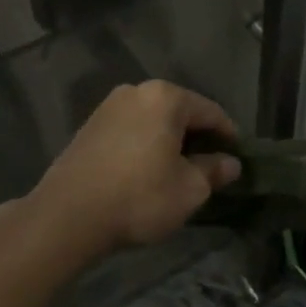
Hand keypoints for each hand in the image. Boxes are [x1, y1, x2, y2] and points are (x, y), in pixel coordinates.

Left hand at [29, 81, 241, 252]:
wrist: (67, 215)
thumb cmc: (139, 197)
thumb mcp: (189, 190)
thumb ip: (214, 171)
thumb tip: (230, 164)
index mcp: (166, 97)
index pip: (211, 112)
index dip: (229, 136)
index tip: (238, 159)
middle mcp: (136, 91)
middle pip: (180, 112)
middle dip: (197, 138)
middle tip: (210, 167)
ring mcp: (108, 107)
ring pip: (154, 121)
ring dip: (170, 142)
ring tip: (179, 172)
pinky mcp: (89, 127)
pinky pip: (131, 130)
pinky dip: (146, 145)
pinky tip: (148, 171)